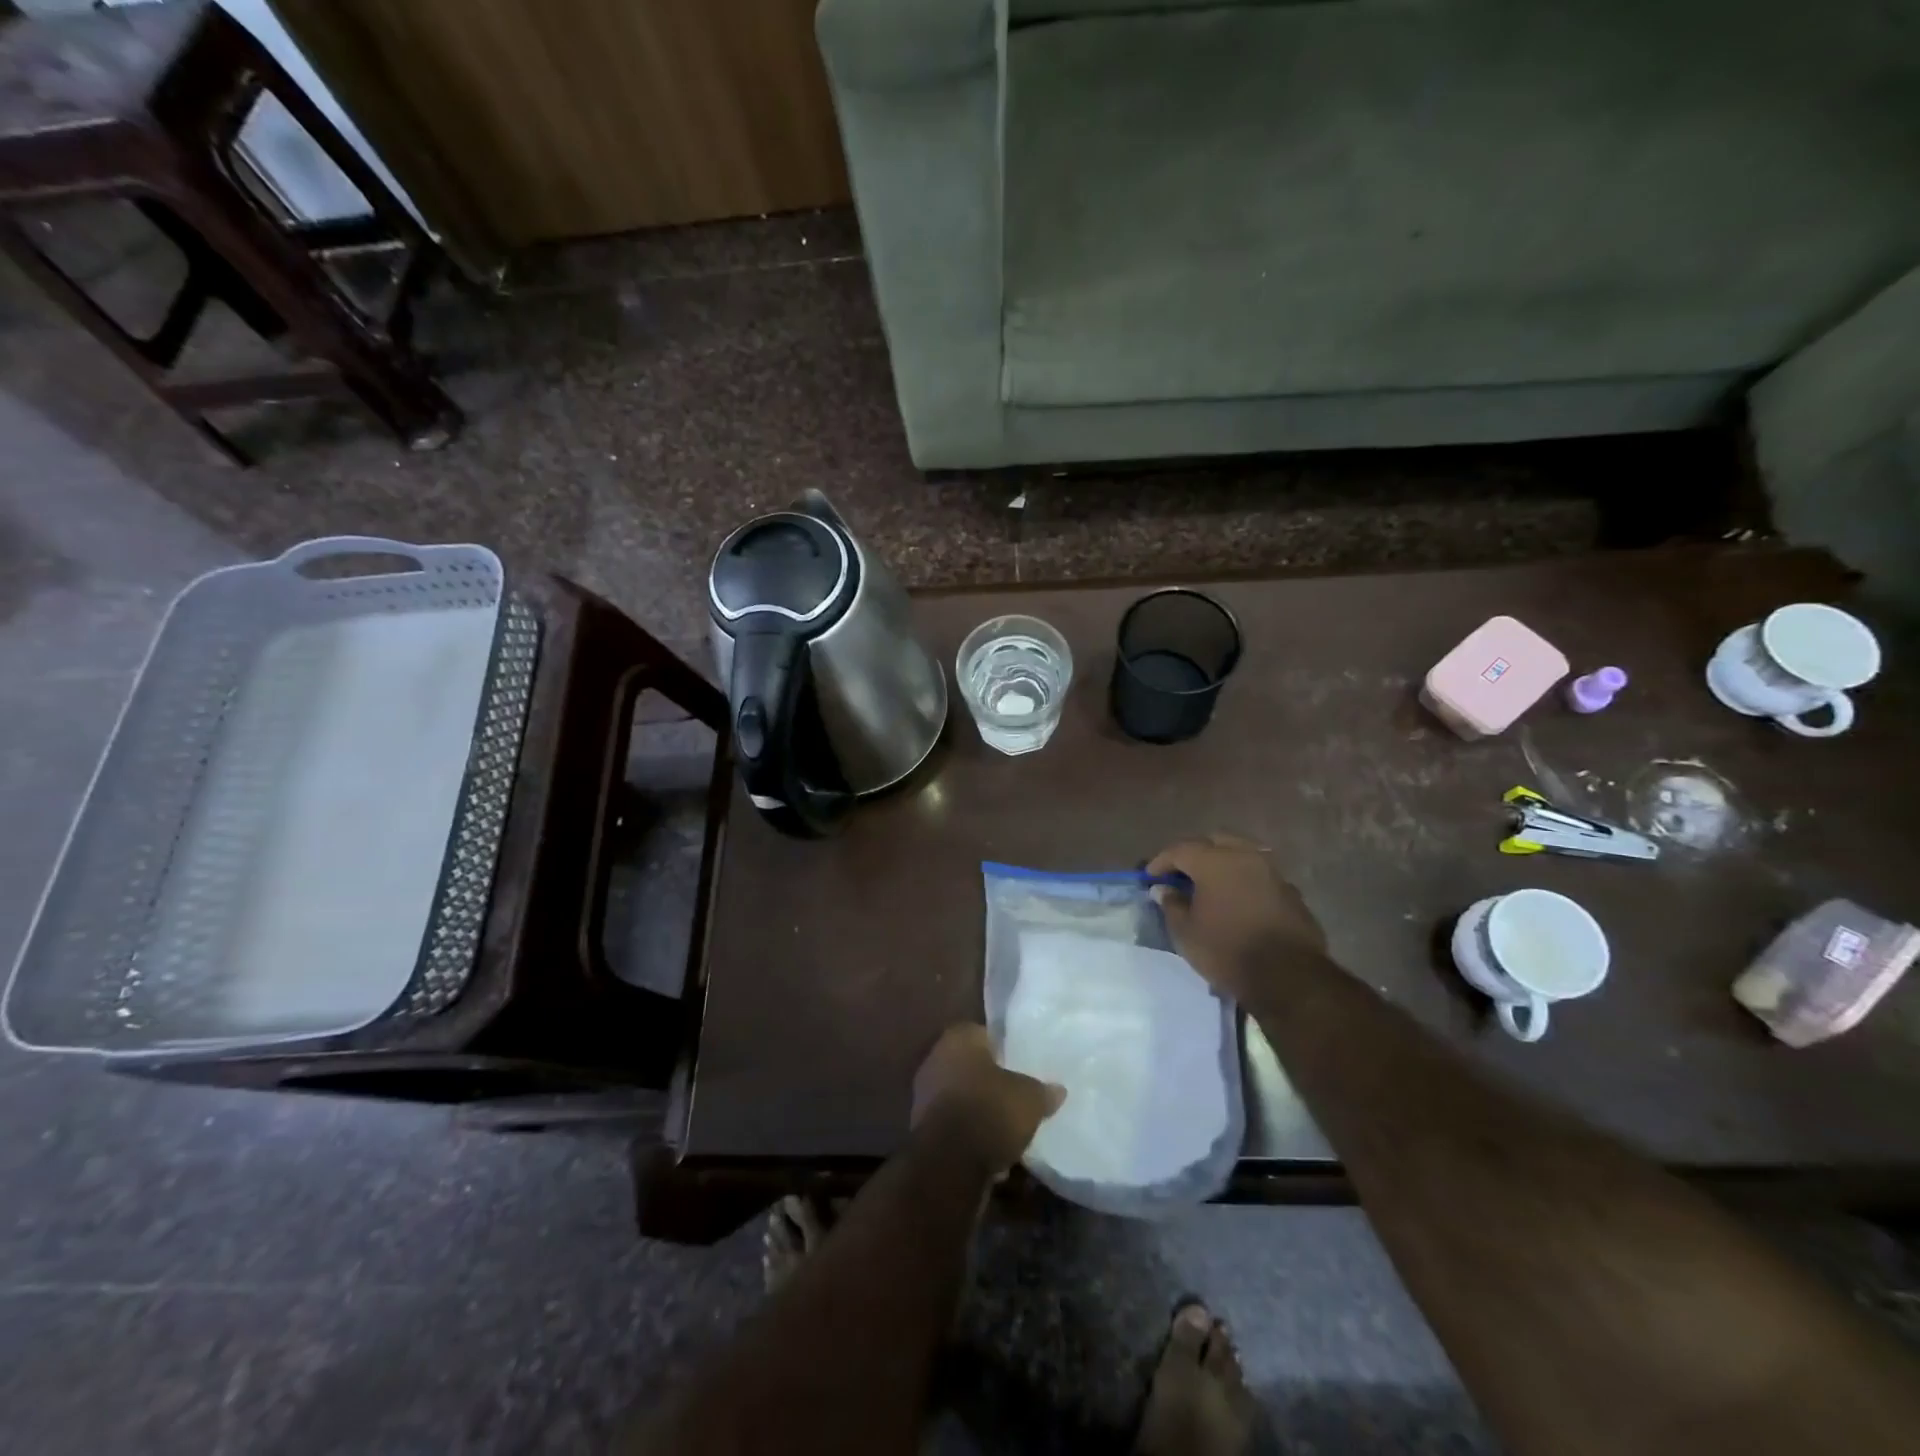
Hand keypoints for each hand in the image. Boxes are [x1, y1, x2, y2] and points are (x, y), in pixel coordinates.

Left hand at [911, 1025, 1064, 1173]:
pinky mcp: (923, 1128)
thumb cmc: (989, 1111)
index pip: (984, 1034)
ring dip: (981, 1111)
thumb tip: (1058, 1090)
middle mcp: (936, 1058)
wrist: (949, 1163)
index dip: (1004, 1049)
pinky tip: (993, 1153)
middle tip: (1017, 1095)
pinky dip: (971, 1135)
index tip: (1021, 1065)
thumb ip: (1043, 1091)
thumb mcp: (1030, 1099)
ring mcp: (925, 1094)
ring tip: (1008, 1129)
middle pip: (971, 1066)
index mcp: (958, 1038)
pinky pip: (955, 1125)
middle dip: (992, 1082)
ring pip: (962, 1097)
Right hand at [1147, 833, 1327, 1002]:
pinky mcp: (1291, 892)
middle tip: (1182, 873)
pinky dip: (1244, 880)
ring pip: (1242, 854)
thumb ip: (1172, 904)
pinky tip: (1237, 900)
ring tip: (1210, 885)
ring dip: (1223, 863)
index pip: (1180, 849)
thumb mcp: (1186, 933)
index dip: (1161, 861)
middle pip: (1215, 841)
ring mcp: (1272, 872)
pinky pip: (1260, 875)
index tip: (1150, 877)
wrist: (1289, 978)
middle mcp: (1245, 856)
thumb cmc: (1227, 951)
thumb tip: (1164, 889)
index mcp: (1215, 861)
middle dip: (1195, 853)